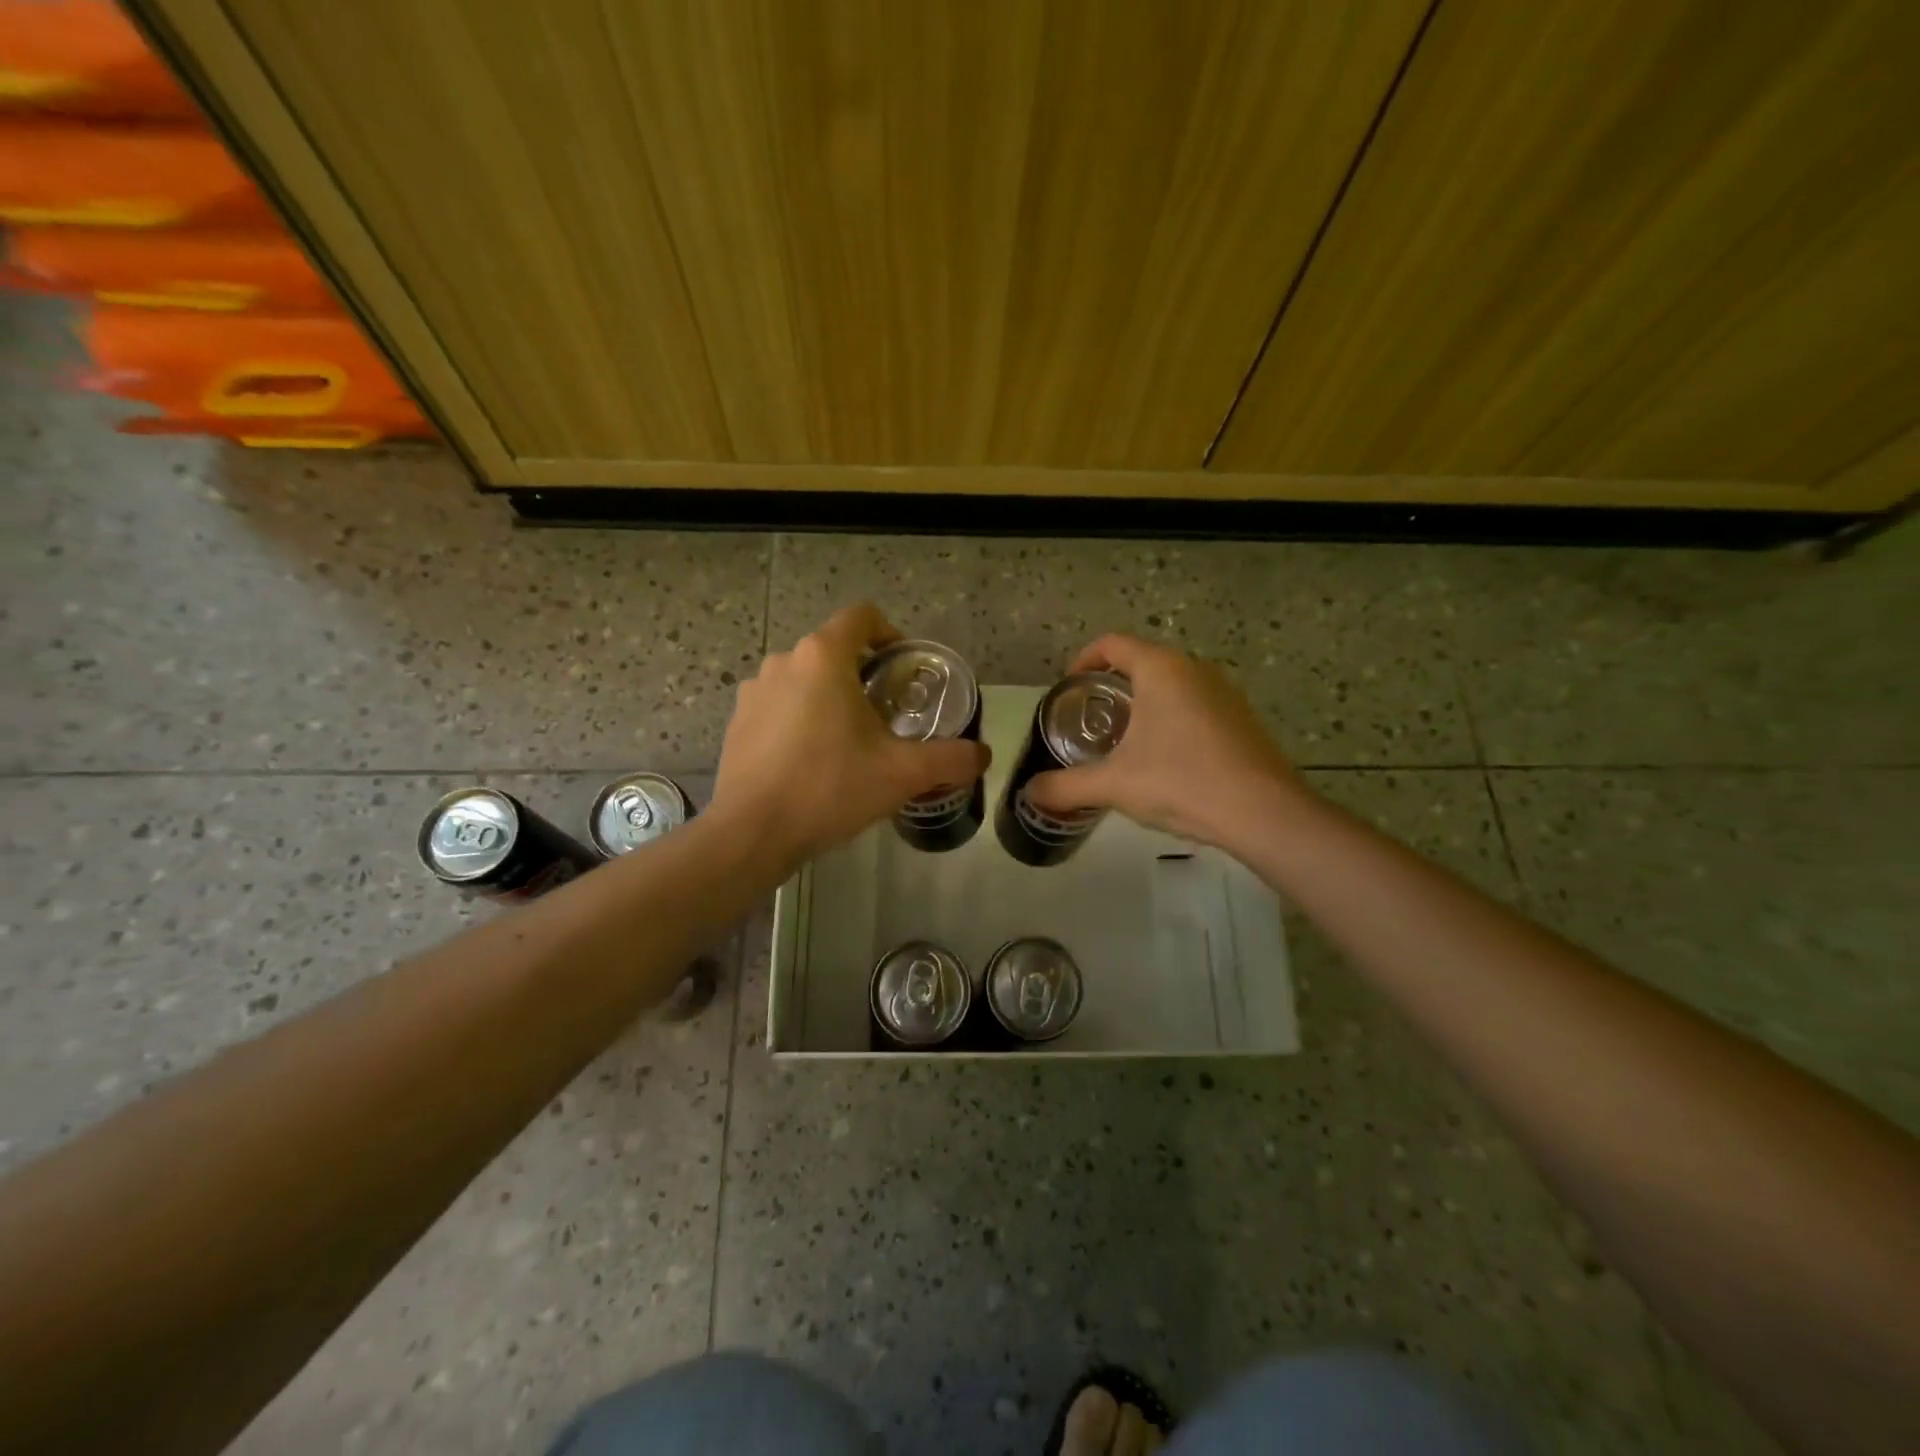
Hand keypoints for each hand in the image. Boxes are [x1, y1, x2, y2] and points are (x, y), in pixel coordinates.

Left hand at [712, 603, 989, 865]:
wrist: (753, 832)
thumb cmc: (830, 788)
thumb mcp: (902, 774)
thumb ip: (951, 759)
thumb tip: (983, 755)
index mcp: (824, 657)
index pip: (862, 617)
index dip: (891, 634)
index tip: (905, 669)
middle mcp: (784, 661)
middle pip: (834, 650)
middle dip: (863, 676)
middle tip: (887, 716)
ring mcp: (754, 690)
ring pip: (805, 679)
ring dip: (830, 699)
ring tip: (848, 743)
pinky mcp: (738, 720)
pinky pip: (779, 706)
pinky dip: (799, 720)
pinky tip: (811, 762)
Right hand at [1025, 635, 1311, 851]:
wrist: (1264, 814)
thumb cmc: (1182, 782)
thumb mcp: (1114, 785)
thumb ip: (1066, 786)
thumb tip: (1029, 794)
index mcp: (1162, 669)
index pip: (1112, 644)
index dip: (1083, 660)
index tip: (1067, 689)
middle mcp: (1195, 669)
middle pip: (1142, 662)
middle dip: (1111, 687)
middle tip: (1089, 721)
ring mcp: (1225, 693)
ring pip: (1171, 685)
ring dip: (1143, 704)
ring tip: (1123, 742)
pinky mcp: (1242, 719)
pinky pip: (1195, 705)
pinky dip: (1171, 719)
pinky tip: (1165, 760)